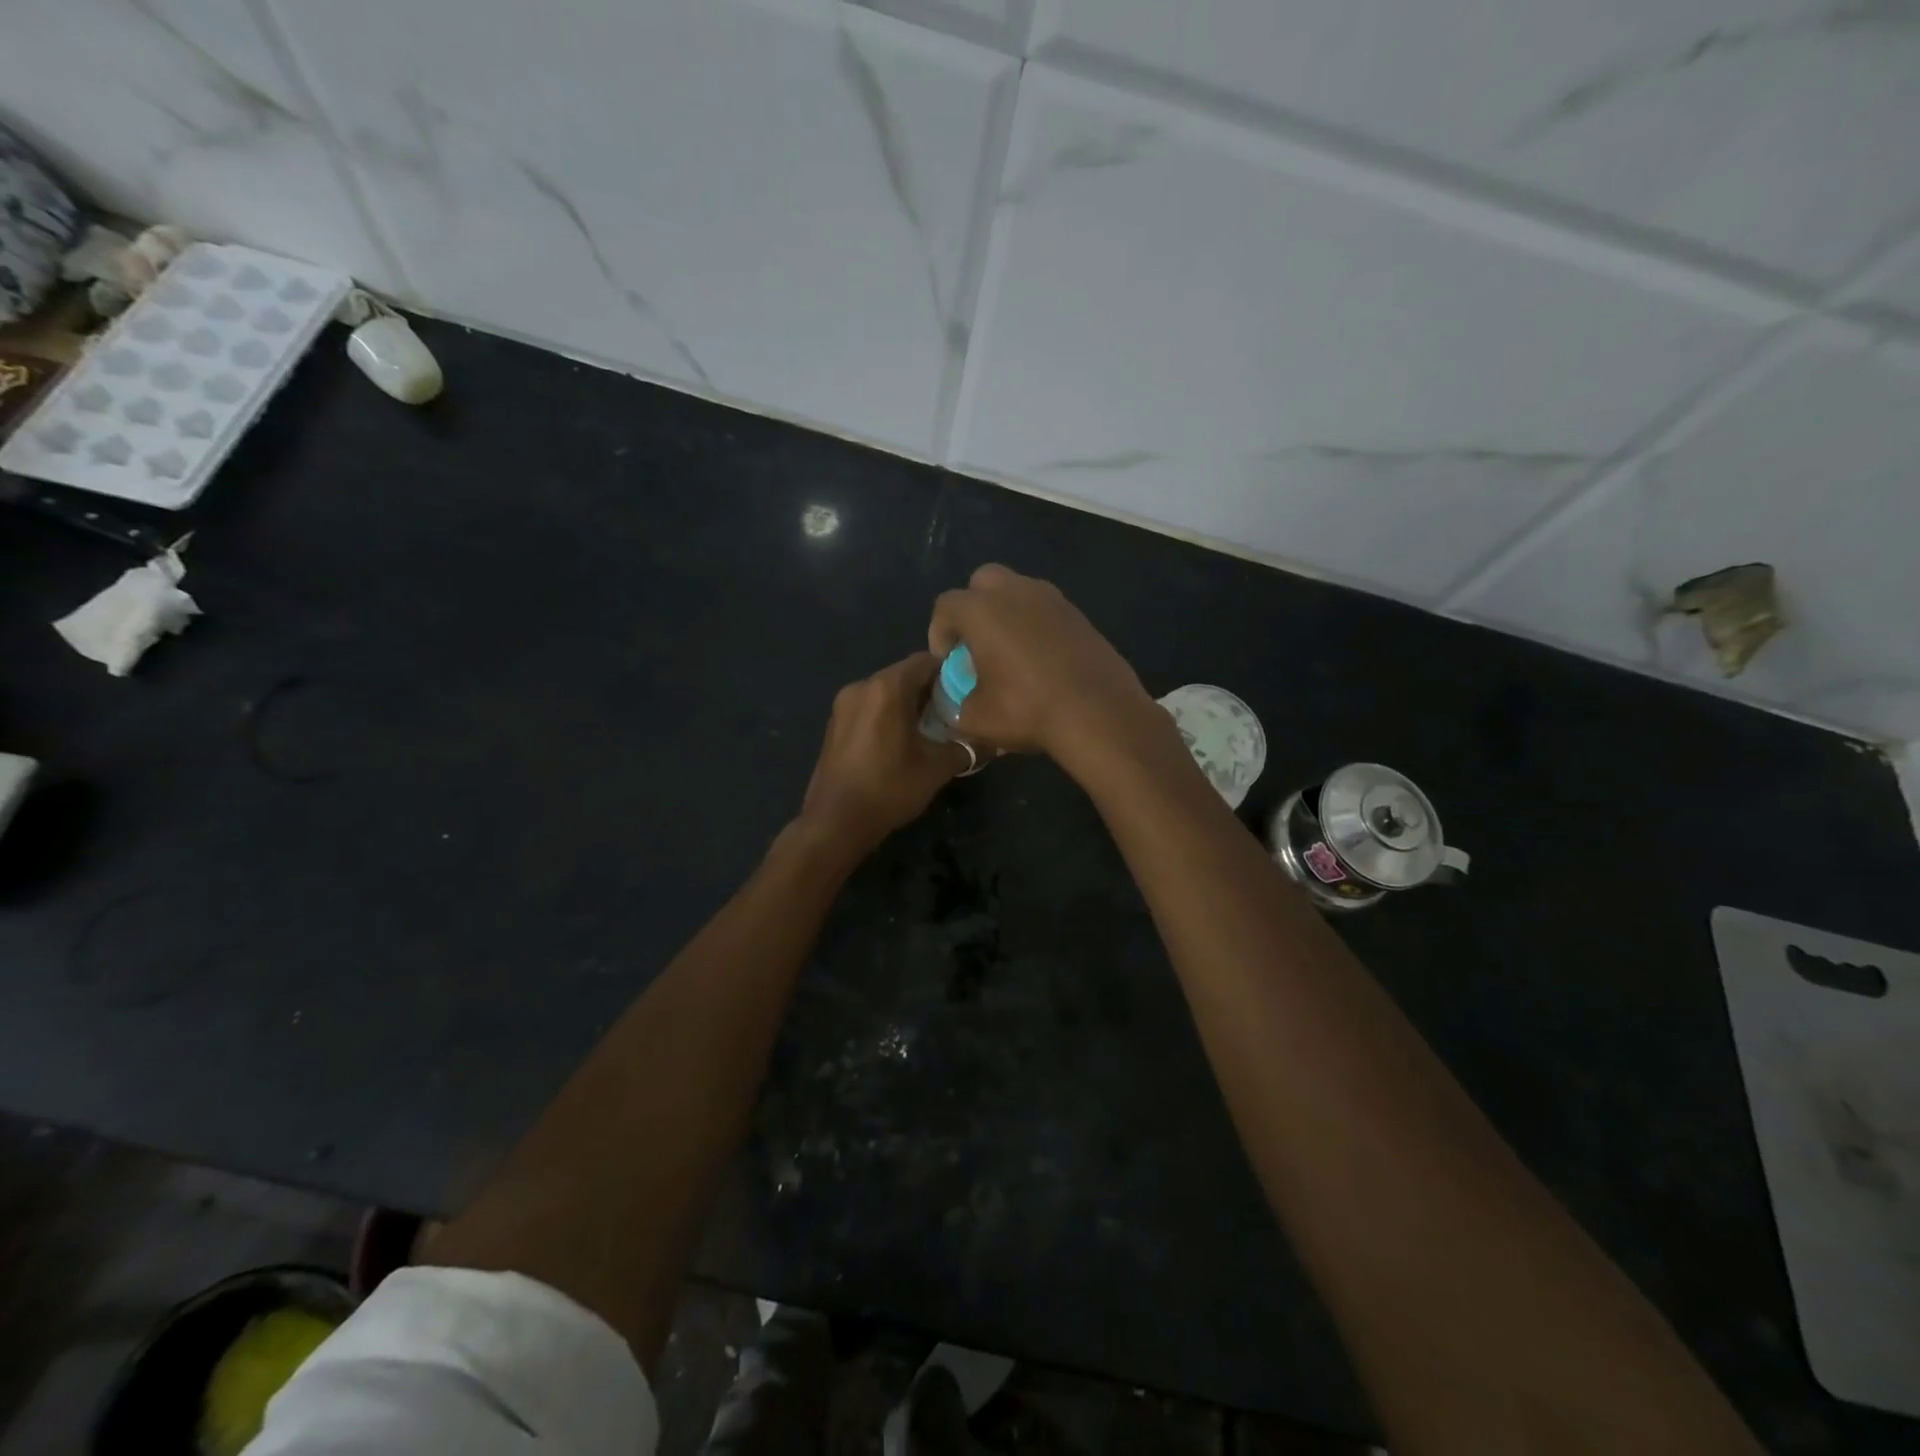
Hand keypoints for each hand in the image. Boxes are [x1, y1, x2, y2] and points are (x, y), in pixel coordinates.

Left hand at [797, 653, 969, 855]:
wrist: (836, 822)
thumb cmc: (889, 788)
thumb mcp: (937, 768)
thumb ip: (967, 748)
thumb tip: (993, 742)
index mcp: (887, 688)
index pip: (925, 661)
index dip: (950, 673)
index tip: (968, 692)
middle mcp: (862, 686)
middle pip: (904, 675)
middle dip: (930, 691)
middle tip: (954, 713)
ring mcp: (843, 705)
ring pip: (885, 692)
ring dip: (908, 704)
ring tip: (931, 730)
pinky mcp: (834, 725)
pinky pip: (869, 708)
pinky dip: (888, 715)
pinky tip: (901, 742)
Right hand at [928, 565, 1156, 760]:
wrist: (1099, 713)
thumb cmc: (1027, 710)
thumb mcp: (976, 718)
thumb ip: (956, 706)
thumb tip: (958, 705)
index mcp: (982, 610)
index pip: (946, 606)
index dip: (939, 633)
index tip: (948, 663)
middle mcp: (1016, 592)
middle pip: (983, 582)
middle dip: (973, 607)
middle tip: (976, 644)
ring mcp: (1053, 599)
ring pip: (1018, 591)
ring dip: (1007, 613)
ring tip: (1009, 652)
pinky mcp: (1080, 615)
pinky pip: (1046, 610)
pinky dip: (1036, 625)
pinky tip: (1041, 660)